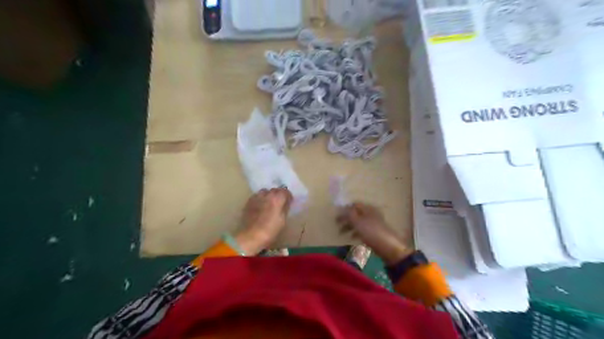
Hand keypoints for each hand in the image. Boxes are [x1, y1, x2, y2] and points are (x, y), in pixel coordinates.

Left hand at [233, 187, 292, 253]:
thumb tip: (286, 203)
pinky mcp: (249, 202)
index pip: (285, 191)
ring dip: (268, 195)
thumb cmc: (270, 230)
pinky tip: (260, 207)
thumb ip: (285, 208)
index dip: (288, 197)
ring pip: (265, 192)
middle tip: (280, 203)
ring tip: (269, 203)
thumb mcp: (282, 221)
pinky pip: (257, 196)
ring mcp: (256, 197)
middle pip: (275, 190)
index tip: (289, 202)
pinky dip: (260, 199)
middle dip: (278, 195)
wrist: (251, 236)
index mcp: (277, 199)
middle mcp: (267, 195)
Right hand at [338, 202, 413, 265]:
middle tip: (337, 224)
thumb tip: (342, 207)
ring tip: (341, 232)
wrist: (388, 247)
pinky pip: (363, 230)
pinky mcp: (375, 232)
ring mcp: (374, 223)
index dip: (344, 208)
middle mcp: (371, 213)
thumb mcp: (357, 222)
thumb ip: (349, 214)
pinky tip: (351, 238)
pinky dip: (356, 232)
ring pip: (358, 222)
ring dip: (349, 226)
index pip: (354, 204)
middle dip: (346, 218)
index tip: (336, 215)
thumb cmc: (371, 232)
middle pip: (356, 213)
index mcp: (368, 209)